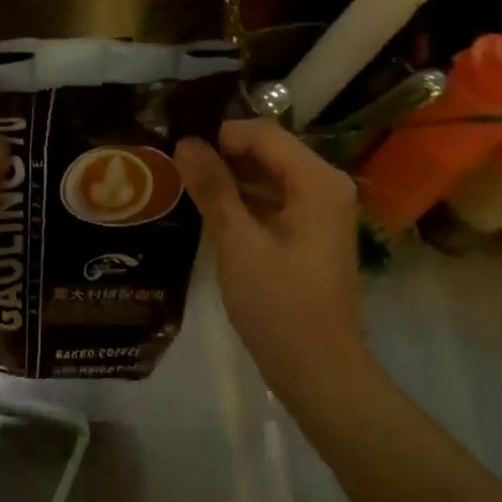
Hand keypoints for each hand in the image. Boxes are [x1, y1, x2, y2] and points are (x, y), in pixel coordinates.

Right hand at [176, 119, 364, 394]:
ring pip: (269, 178)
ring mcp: (320, 212)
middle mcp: (326, 186)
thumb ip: (213, 188)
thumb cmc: (279, 303)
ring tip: (184, 184)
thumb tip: (186, 142)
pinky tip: (210, 212)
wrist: (317, 368)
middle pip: (269, 152)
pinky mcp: (310, 235)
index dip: (220, 135)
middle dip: (223, 155)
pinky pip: (274, 202)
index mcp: (317, 180)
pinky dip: (244, 203)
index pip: (263, 133)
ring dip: (231, 179)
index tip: (178, 149)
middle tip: (175, 165)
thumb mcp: (238, 242)